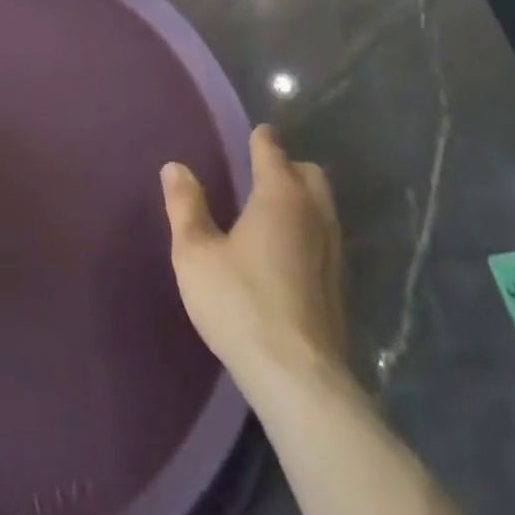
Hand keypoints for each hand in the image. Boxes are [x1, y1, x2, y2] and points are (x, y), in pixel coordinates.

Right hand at [161, 124, 347, 394]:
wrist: (299, 380)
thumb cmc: (241, 304)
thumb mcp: (196, 254)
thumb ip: (185, 206)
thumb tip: (175, 166)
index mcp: (279, 195)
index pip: (272, 149)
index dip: (261, 138)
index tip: (253, 134)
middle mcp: (313, 213)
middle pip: (308, 173)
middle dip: (288, 166)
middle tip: (259, 175)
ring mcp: (333, 250)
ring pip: (322, 206)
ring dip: (301, 199)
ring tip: (270, 213)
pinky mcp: (339, 285)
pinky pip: (325, 237)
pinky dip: (308, 230)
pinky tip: (286, 253)